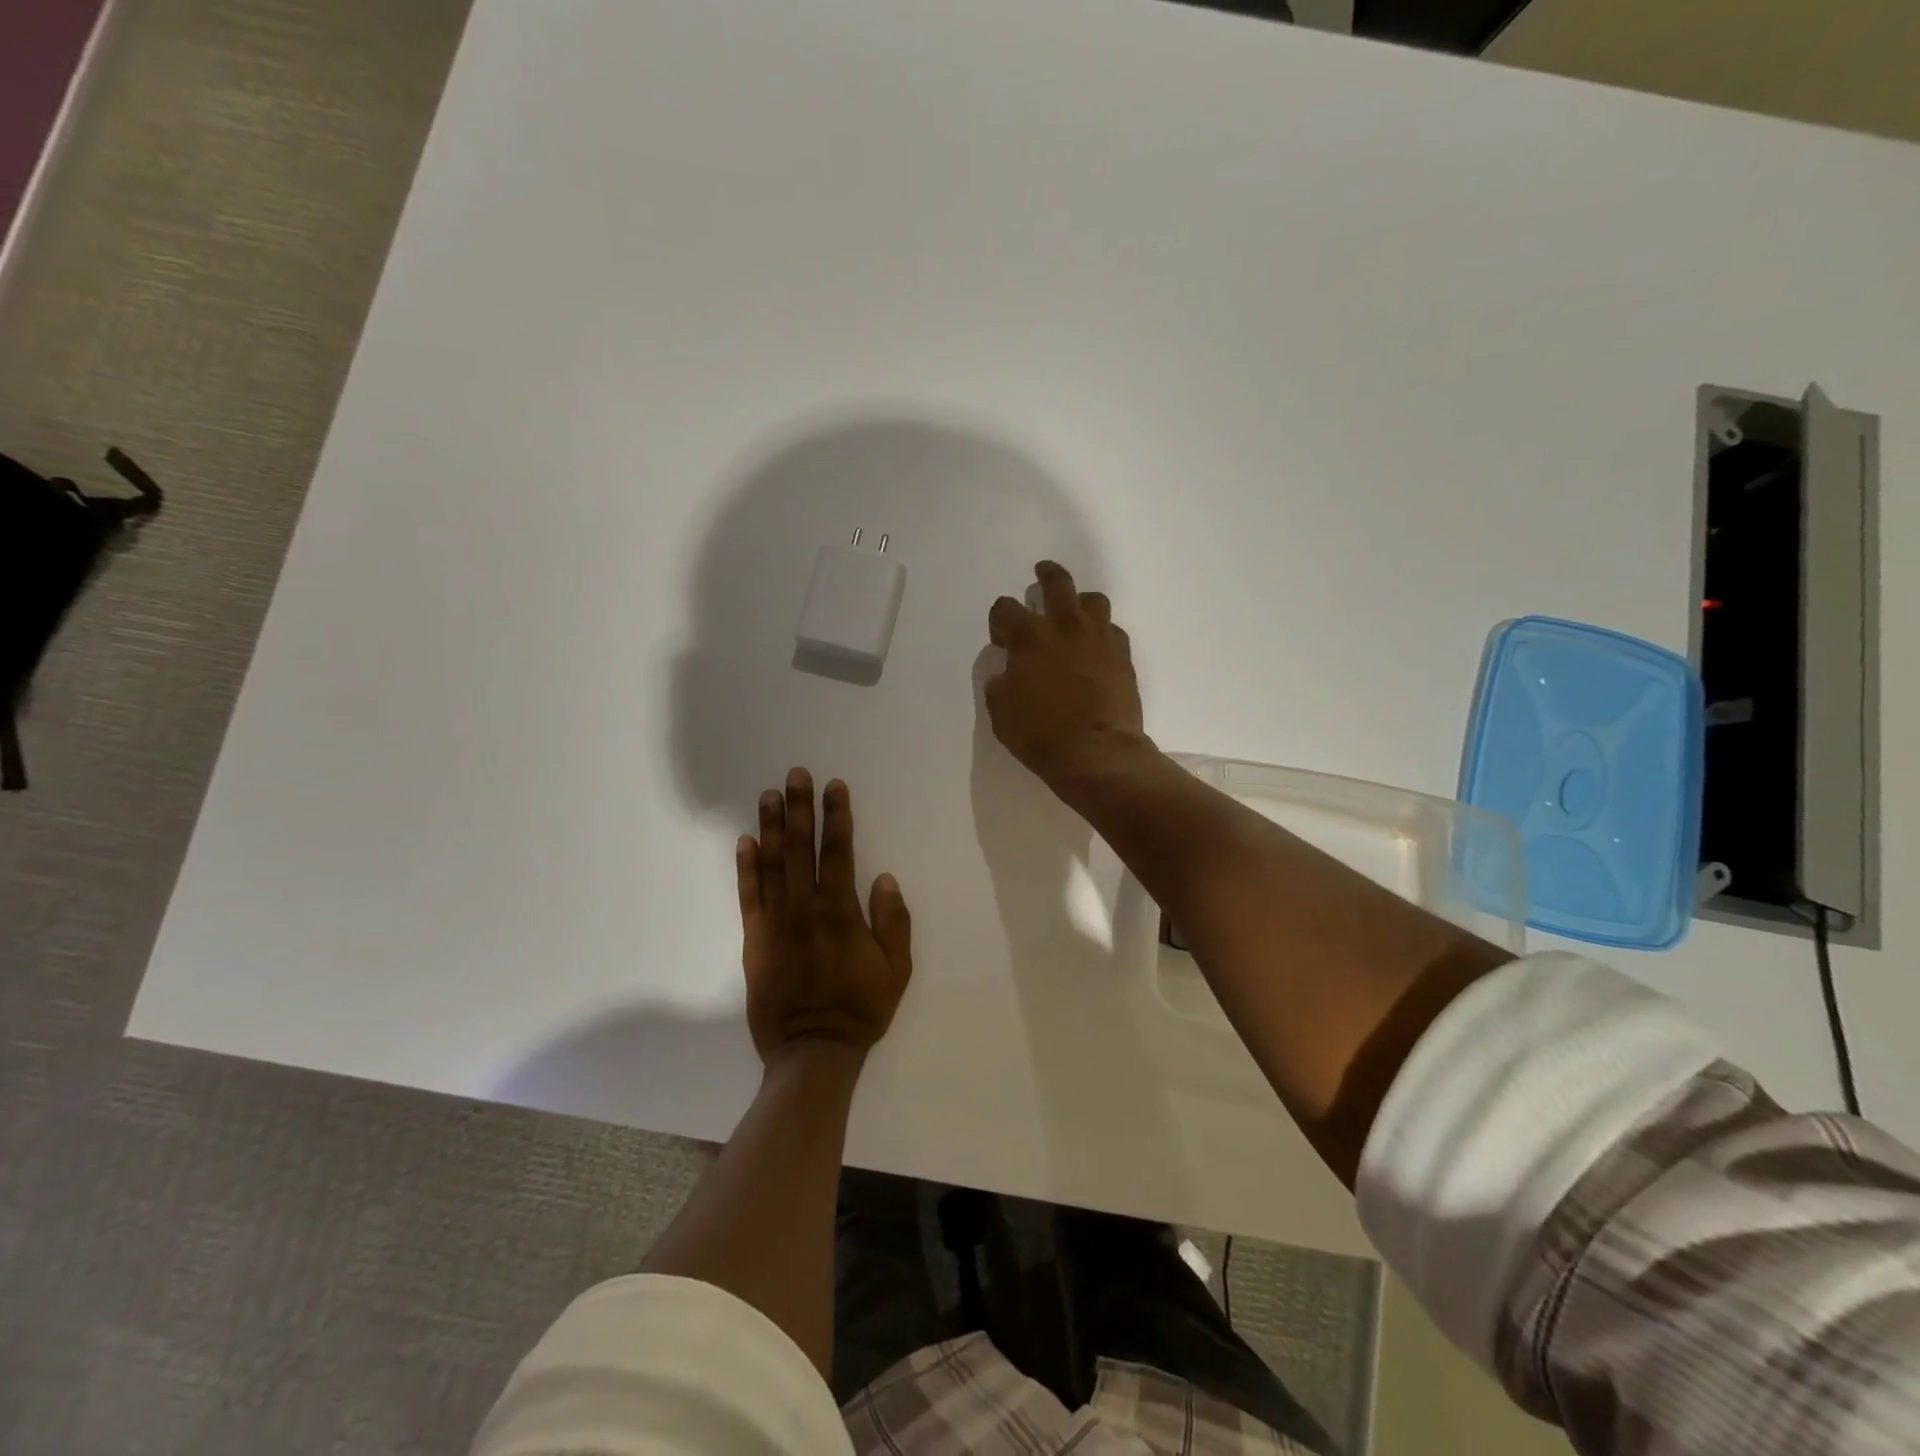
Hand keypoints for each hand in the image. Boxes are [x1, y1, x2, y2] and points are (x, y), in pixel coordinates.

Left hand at [737, 769, 912, 1063]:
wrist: (812, 1050)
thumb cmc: (860, 1008)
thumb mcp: (895, 969)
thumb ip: (893, 922)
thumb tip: (883, 878)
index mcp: (840, 912)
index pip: (838, 852)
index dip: (837, 816)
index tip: (834, 786)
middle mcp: (804, 908)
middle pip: (801, 848)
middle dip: (800, 808)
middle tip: (796, 774)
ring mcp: (775, 921)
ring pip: (772, 864)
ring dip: (772, 826)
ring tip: (769, 795)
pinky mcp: (754, 938)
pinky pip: (748, 895)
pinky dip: (746, 867)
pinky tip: (745, 841)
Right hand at [985, 561, 1147, 788]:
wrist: (1096, 753)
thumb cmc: (1040, 734)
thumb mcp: (1001, 712)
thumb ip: (1000, 683)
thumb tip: (1007, 672)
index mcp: (1029, 638)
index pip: (1006, 609)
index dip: (1000, 619)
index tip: (1001, 636)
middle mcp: (1065, 627)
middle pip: (1057, 583)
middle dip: (1046, 576)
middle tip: (1042, 574)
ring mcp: (1098, 639)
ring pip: (1093, 600)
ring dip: (1080, 601)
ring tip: (1075, 612)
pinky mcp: (1122, 656)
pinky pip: (1113, 630)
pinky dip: (1102, 633)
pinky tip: (1097, 647)